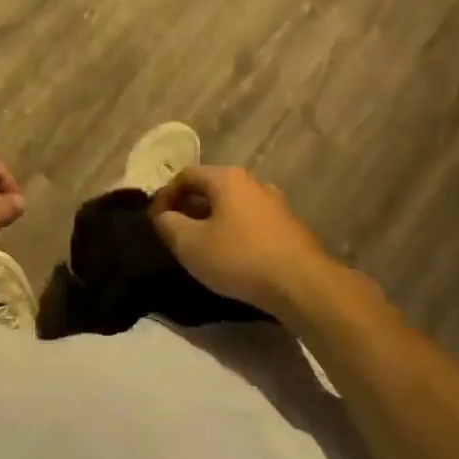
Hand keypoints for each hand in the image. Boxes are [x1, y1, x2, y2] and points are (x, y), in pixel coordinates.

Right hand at [149, 165, 333, 316]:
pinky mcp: (290, 226)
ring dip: (213, 221)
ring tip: (203, 247)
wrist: (302, 284)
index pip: (186, 175)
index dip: (165, 195)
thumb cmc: (240, 258)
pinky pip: (251, 222)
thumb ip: (168, 225)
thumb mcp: (190, 244)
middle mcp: (253, 182)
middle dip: (189, 208)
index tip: (156, 222)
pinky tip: (233, 257)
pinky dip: (235, 232)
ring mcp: (275, 203)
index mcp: (227, 178)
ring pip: (233, 206)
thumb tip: (164, 216)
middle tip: (176, 234)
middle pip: (211, 188)